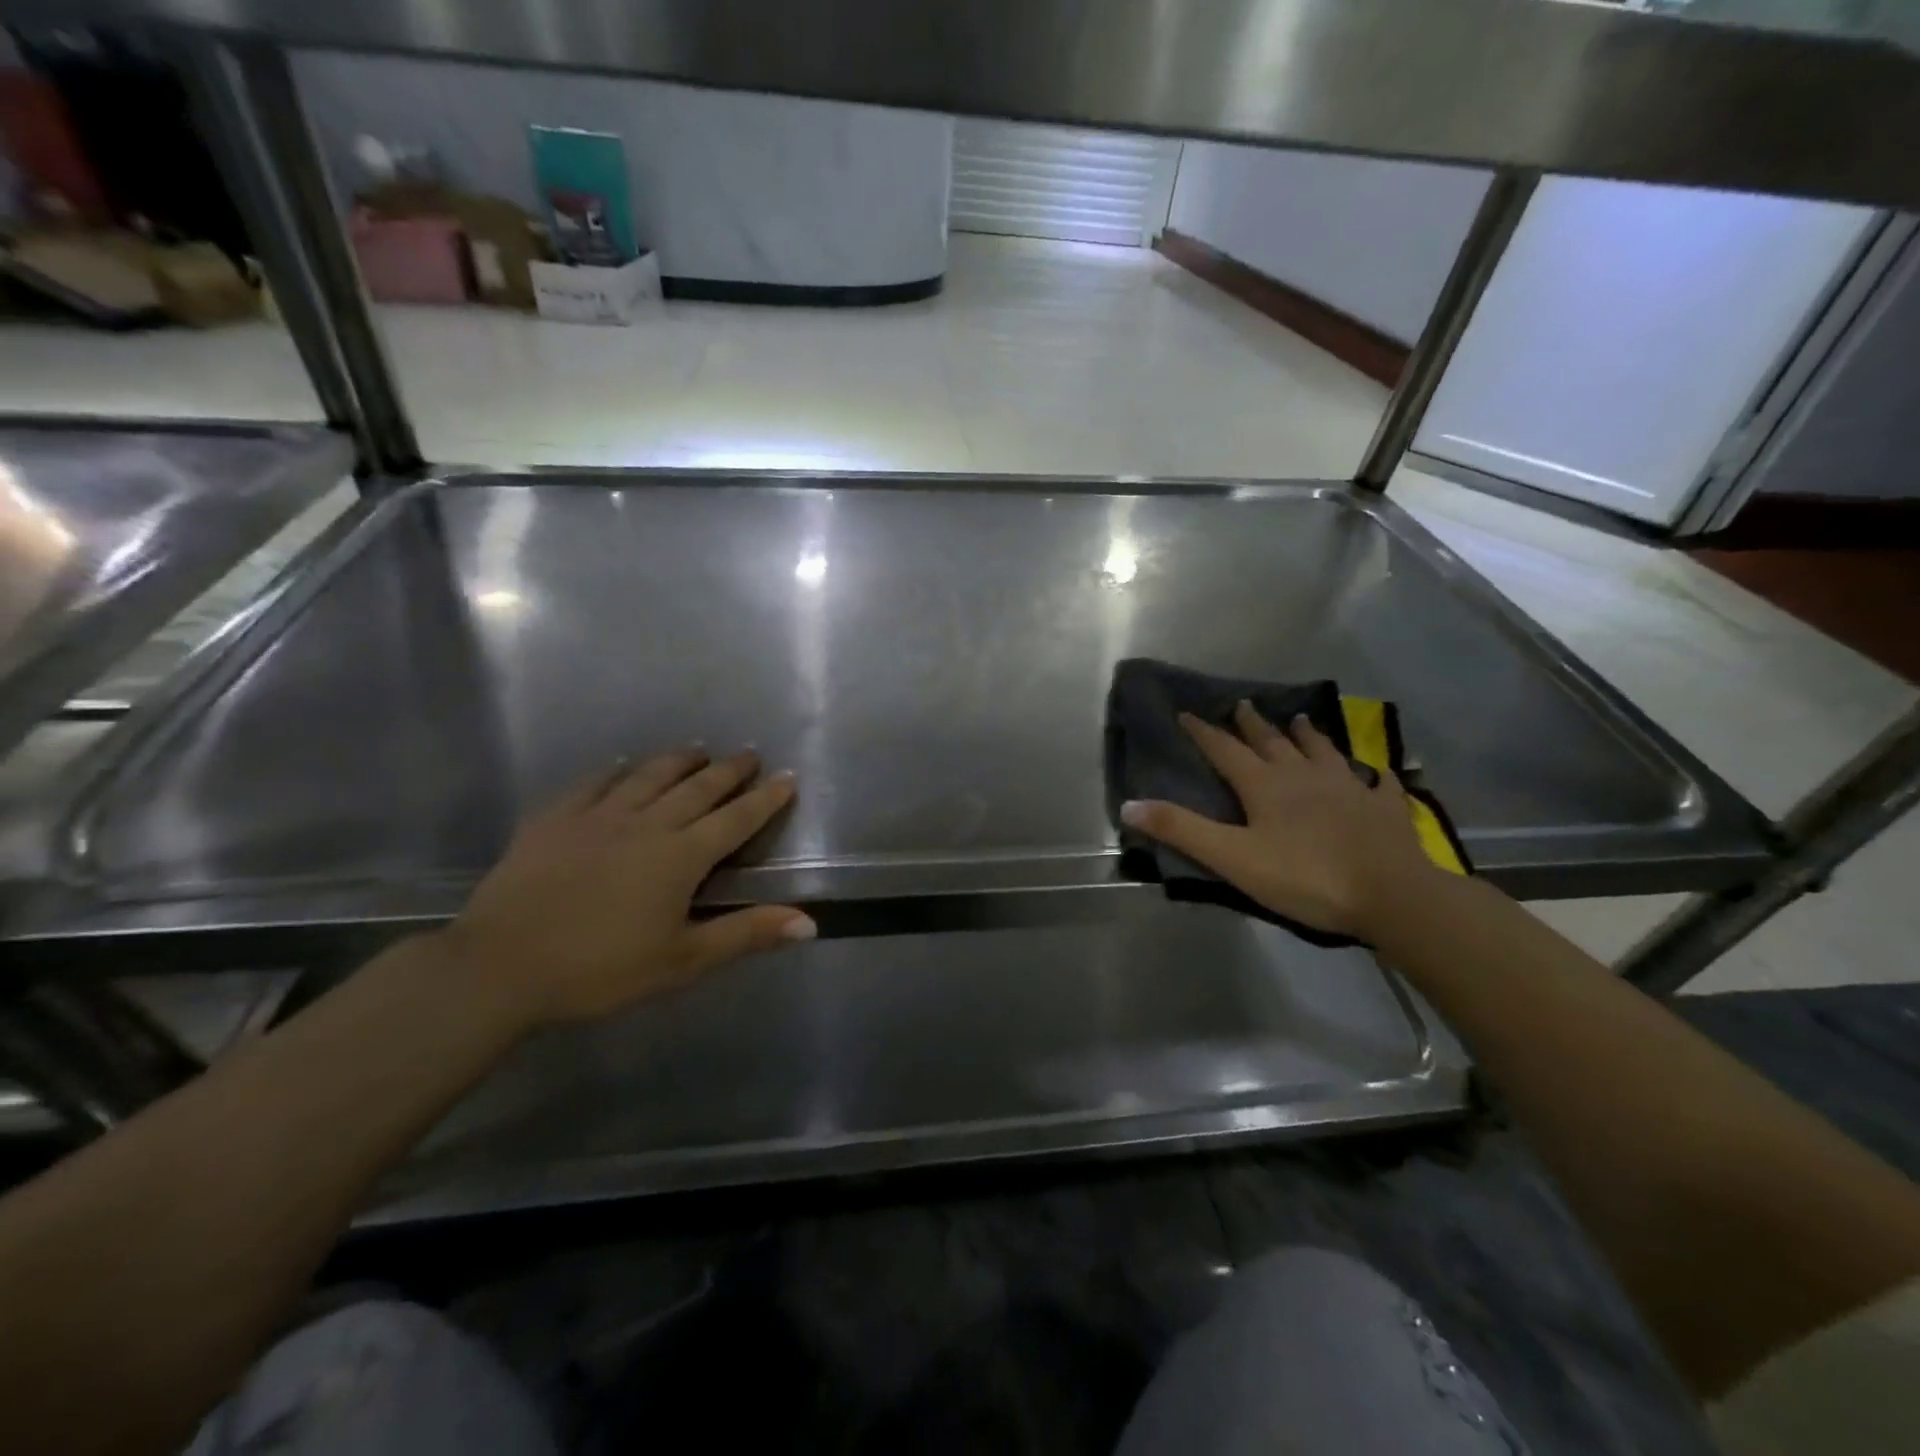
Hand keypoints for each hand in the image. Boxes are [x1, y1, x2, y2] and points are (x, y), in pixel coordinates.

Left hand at [433, 748, 814, 1025]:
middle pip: (697, 788)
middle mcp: (646, 824)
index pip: (736, 819)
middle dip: (728, 770)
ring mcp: (597, 816)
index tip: (787, 777)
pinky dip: (615, 772)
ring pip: (648, 776)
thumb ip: (747, 934)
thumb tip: (810, 923)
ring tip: (697, 749)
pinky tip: (621, 766)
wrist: (500, 967)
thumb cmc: (600, 970)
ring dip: (678, 760)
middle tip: (748, 754)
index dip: (766, 798)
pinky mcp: (555, 819)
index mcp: (681, 856)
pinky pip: (593, 784)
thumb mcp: (682, 960)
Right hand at [1120, 702, 1438, 939]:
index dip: (1205, 733)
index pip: (1226, 750)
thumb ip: (1182, 830)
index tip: (1188, 713)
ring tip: (1300, 720)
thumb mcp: (1232, 858)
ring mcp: (1348, 787)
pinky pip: (1377, 782)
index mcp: (1265, 785)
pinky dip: (1372, 772)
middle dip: (1253, 724)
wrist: (1391, 894)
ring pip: (1322, 752)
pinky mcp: (1383, 807)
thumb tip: (1129, 805)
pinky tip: (1376, 769)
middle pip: (1273, 743)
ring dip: (1307, 735)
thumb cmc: (1304, 877)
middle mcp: (1304, 775)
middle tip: (1243, 704)